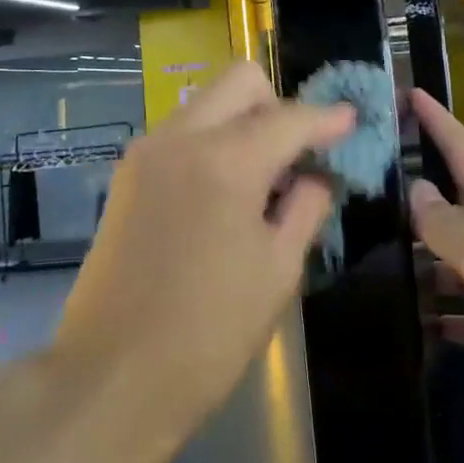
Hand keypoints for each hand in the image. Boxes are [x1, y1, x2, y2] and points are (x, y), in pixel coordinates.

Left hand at [53, 62, 354, 439]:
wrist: (111, 380)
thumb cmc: (209, 333)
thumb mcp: (279, 270)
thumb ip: (308, 205)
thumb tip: (319, 173)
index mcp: (225, 161)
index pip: (290, 117)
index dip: (328, 118)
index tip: (352, 122)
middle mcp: (180, 138)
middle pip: (241, 82)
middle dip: (279, 105)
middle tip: (299, 153)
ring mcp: (146, 152)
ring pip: (208, 102)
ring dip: (244, 121)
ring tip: (264, 178)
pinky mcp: (127, 174)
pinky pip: (183, 131)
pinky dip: (214, 141)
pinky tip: (226, 191)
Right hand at [408, 89, 463, 461]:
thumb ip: (444, 221)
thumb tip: (415, 188)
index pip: (461, 148)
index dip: (436, 120)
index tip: (409, 93)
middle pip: (452, 208)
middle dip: (414, 199)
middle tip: (368, 194)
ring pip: (455, 266)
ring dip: (423, 266)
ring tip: (375, 267)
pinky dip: (446, 321)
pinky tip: (416, 327)